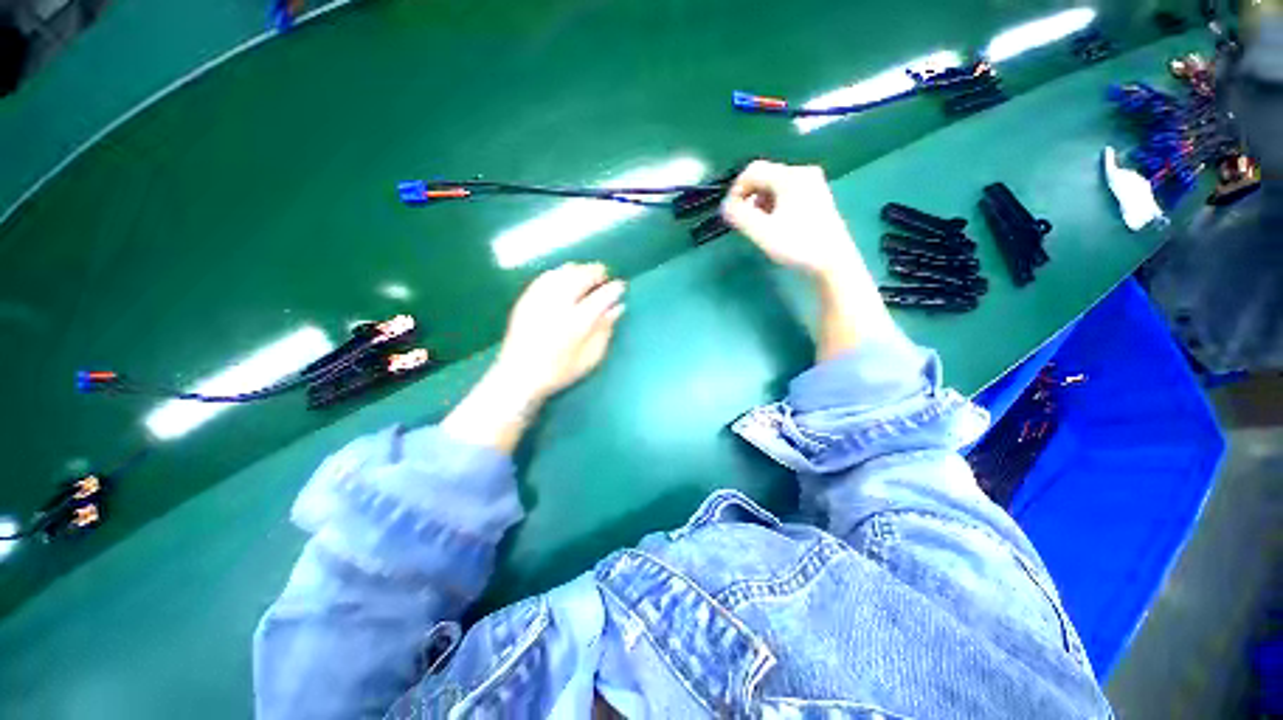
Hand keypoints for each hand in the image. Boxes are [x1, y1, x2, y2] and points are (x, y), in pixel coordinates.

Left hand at [493, 262, 625, 403]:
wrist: (519, 375)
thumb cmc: (559, 370)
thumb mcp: (590, 357)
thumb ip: (604, 330)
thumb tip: (617, 308)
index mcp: (577, 322)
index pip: (601, 297)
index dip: (614, 288)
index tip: (620, 286)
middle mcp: (559, 305)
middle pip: (581, 277)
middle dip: (596, 272)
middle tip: (604, 276)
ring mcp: (540, 299)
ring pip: (563, 272)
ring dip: (579, 269)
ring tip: (587, 274)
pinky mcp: (526, 299)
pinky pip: (546, 276)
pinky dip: (560, 272)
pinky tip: (564, 277)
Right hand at [720, 160, 862, 280]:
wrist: (833, 262)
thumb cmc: (797, 245)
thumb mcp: (762, 232)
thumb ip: (739, 216)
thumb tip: (725, 206)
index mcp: (790, 177)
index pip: (753, 170)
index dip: (736, 189)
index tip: (730, 212)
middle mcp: (803, 173)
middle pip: (765, 176)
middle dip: (749, 197)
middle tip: (743, 221)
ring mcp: (813, 184)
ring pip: (775, 185)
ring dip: (760, 202)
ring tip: (758, 226)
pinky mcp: (817, 197)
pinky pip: (787, 193)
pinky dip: (774, 205)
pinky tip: (774, 224)